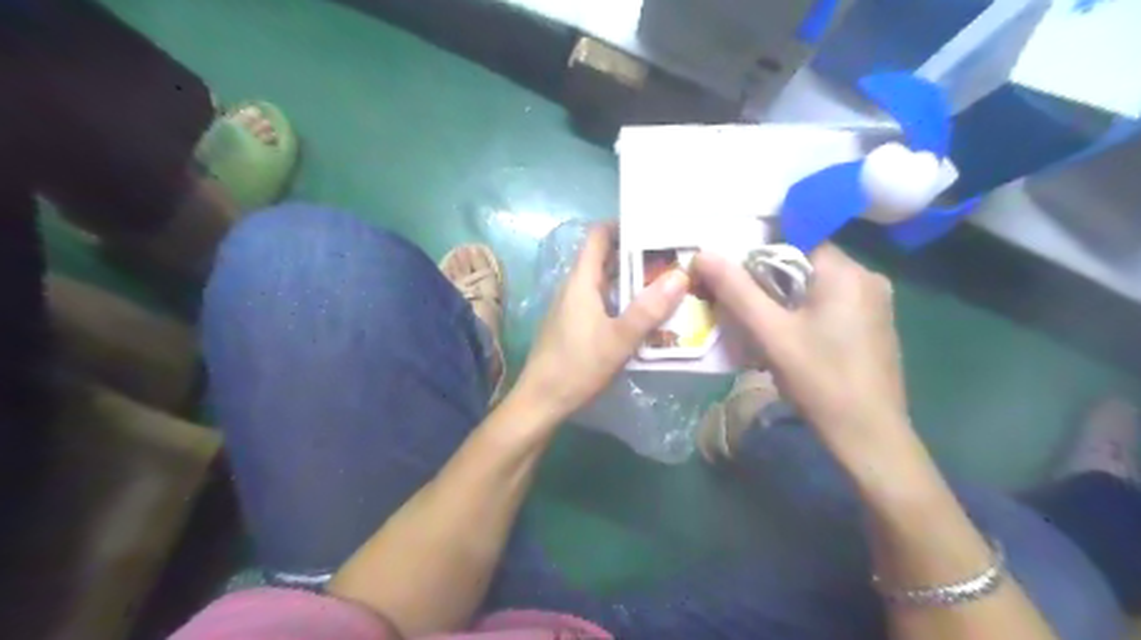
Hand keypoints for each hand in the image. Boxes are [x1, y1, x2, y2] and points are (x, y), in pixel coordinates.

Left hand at [517, 225, 686, 419]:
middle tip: (673, 257)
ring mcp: (573, 307)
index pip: (599, 236)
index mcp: (581, 281)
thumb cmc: (577, 366)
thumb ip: (649, 309)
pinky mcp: (574, 326)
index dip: (624, 225)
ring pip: (606, 283)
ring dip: (633, 281)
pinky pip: (603, 302)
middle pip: (606, 258)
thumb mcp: (619, 339)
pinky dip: (624, 301)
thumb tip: (680, 275)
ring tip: (667, 282)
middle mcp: (575, 288)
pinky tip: (646, 315)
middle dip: (638, 255)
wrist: (541, 401)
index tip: (656, 227)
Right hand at [697, 241, 910, 449]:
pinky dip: (804, 310)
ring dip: (785, 297)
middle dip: (769, 278)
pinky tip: (788, 336)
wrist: (869, 436)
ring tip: (757, 320)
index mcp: (847, 271)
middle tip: (738, 300)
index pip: (797, 238)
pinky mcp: (873, 325)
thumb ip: (737, 291)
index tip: (733, 270)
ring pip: (816, 284)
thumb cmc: (820, 379)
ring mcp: (875, 303)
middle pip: (806, 261)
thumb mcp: (771, 333)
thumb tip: (703, 254)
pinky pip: (830, 303)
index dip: (760, 250)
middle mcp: (867, 278)